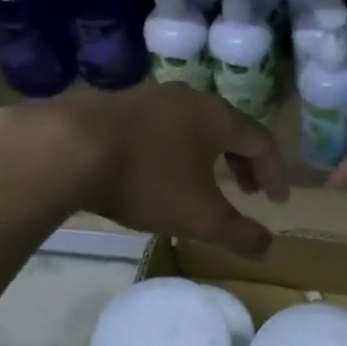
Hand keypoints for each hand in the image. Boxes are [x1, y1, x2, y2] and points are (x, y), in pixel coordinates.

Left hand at [0, 83, 288, 258]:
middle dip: (243, 162)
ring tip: (205, 180)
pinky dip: (176, 148)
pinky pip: (162, 126)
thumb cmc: (147, 179)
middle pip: (229, 128)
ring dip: (208, 153)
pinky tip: (158, 169)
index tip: (277, 201)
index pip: (262, 141)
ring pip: (193, 125)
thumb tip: (268, 249)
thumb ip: (238, 234)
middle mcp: (189, 99)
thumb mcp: (199, 216)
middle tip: (247, 190)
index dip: (275, 173)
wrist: (69, 148)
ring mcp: (151, 97)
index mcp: (217, 118)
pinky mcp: (118, 105)